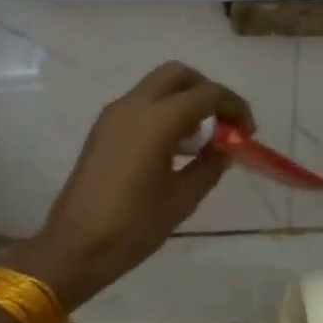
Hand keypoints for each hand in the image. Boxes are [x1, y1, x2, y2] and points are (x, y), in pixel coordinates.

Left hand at [0, 62, 252, 309]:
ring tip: (200, 141)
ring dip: (184, 101)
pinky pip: (140, 105)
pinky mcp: (102, 130)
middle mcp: (134, 106)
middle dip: (206, 92)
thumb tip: (225, 148)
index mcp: (158, 120)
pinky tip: (172, 149)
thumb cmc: (133, 226)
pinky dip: (163, 112)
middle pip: (178, 75)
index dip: (234, 107)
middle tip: (223, 123)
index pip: (207, 94)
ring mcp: (113, 115)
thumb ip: (210, 166)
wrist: (75, 246)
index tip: (247, 132)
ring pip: (156, 87)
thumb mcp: (183, 199)